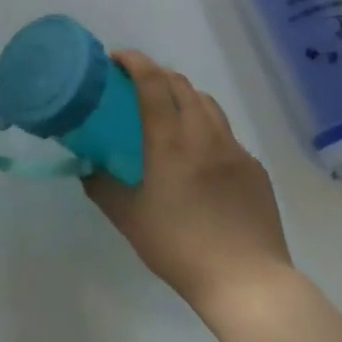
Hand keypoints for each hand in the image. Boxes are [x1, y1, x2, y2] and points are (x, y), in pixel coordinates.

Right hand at [86, 51, 291, 314]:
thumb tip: (86, 167)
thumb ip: (102, 186)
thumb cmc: (180, 246)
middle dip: (157, 74)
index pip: (152, 82)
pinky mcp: (255, 169)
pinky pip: (226, 134)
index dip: (134, 61)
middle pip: (181, 85)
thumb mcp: (128, 218)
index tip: (116, 58)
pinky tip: (199, 156)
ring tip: (168, 112)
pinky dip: (206, 127)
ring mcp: (235, 150)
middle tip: (136, 85)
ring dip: (184, 95)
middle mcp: (205, 135)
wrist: (248, 283)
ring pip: (208, 104)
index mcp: (171, 141)